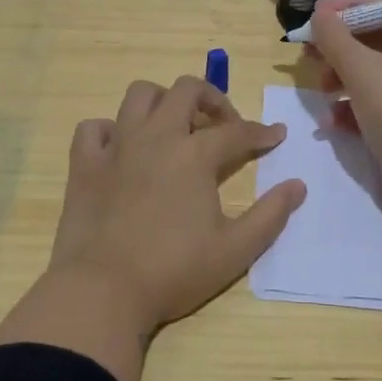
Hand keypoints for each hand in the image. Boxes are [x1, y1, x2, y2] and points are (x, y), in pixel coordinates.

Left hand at [45, 76, 306, 332]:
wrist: (102, 290)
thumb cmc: (174, 271)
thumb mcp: (235, 251)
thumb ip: (270, 215)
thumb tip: (298, 185)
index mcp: (194, 155)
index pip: (237, 131)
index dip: (261, 132)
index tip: (276, 136)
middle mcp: (156, 137)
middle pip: (186, 90)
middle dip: (212, 98)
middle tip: (223, 125)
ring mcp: (116, 146)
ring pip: (139, 95)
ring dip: (162, 101)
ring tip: (174, 127)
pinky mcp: (84, 163)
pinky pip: (94, 127)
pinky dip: (110, 130)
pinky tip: (122, 149)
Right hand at [306, 0, 381, 219]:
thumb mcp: (362, 71)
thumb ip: (335, 38)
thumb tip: (319, 14)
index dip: (346, 6)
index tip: (314, 15)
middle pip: (377, 38)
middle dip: (339, 47)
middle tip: (308, 54)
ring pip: (374, 70)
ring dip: (342, 77)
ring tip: (321, 91)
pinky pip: (379, 99)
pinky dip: (355, 105)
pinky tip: (333, 121)